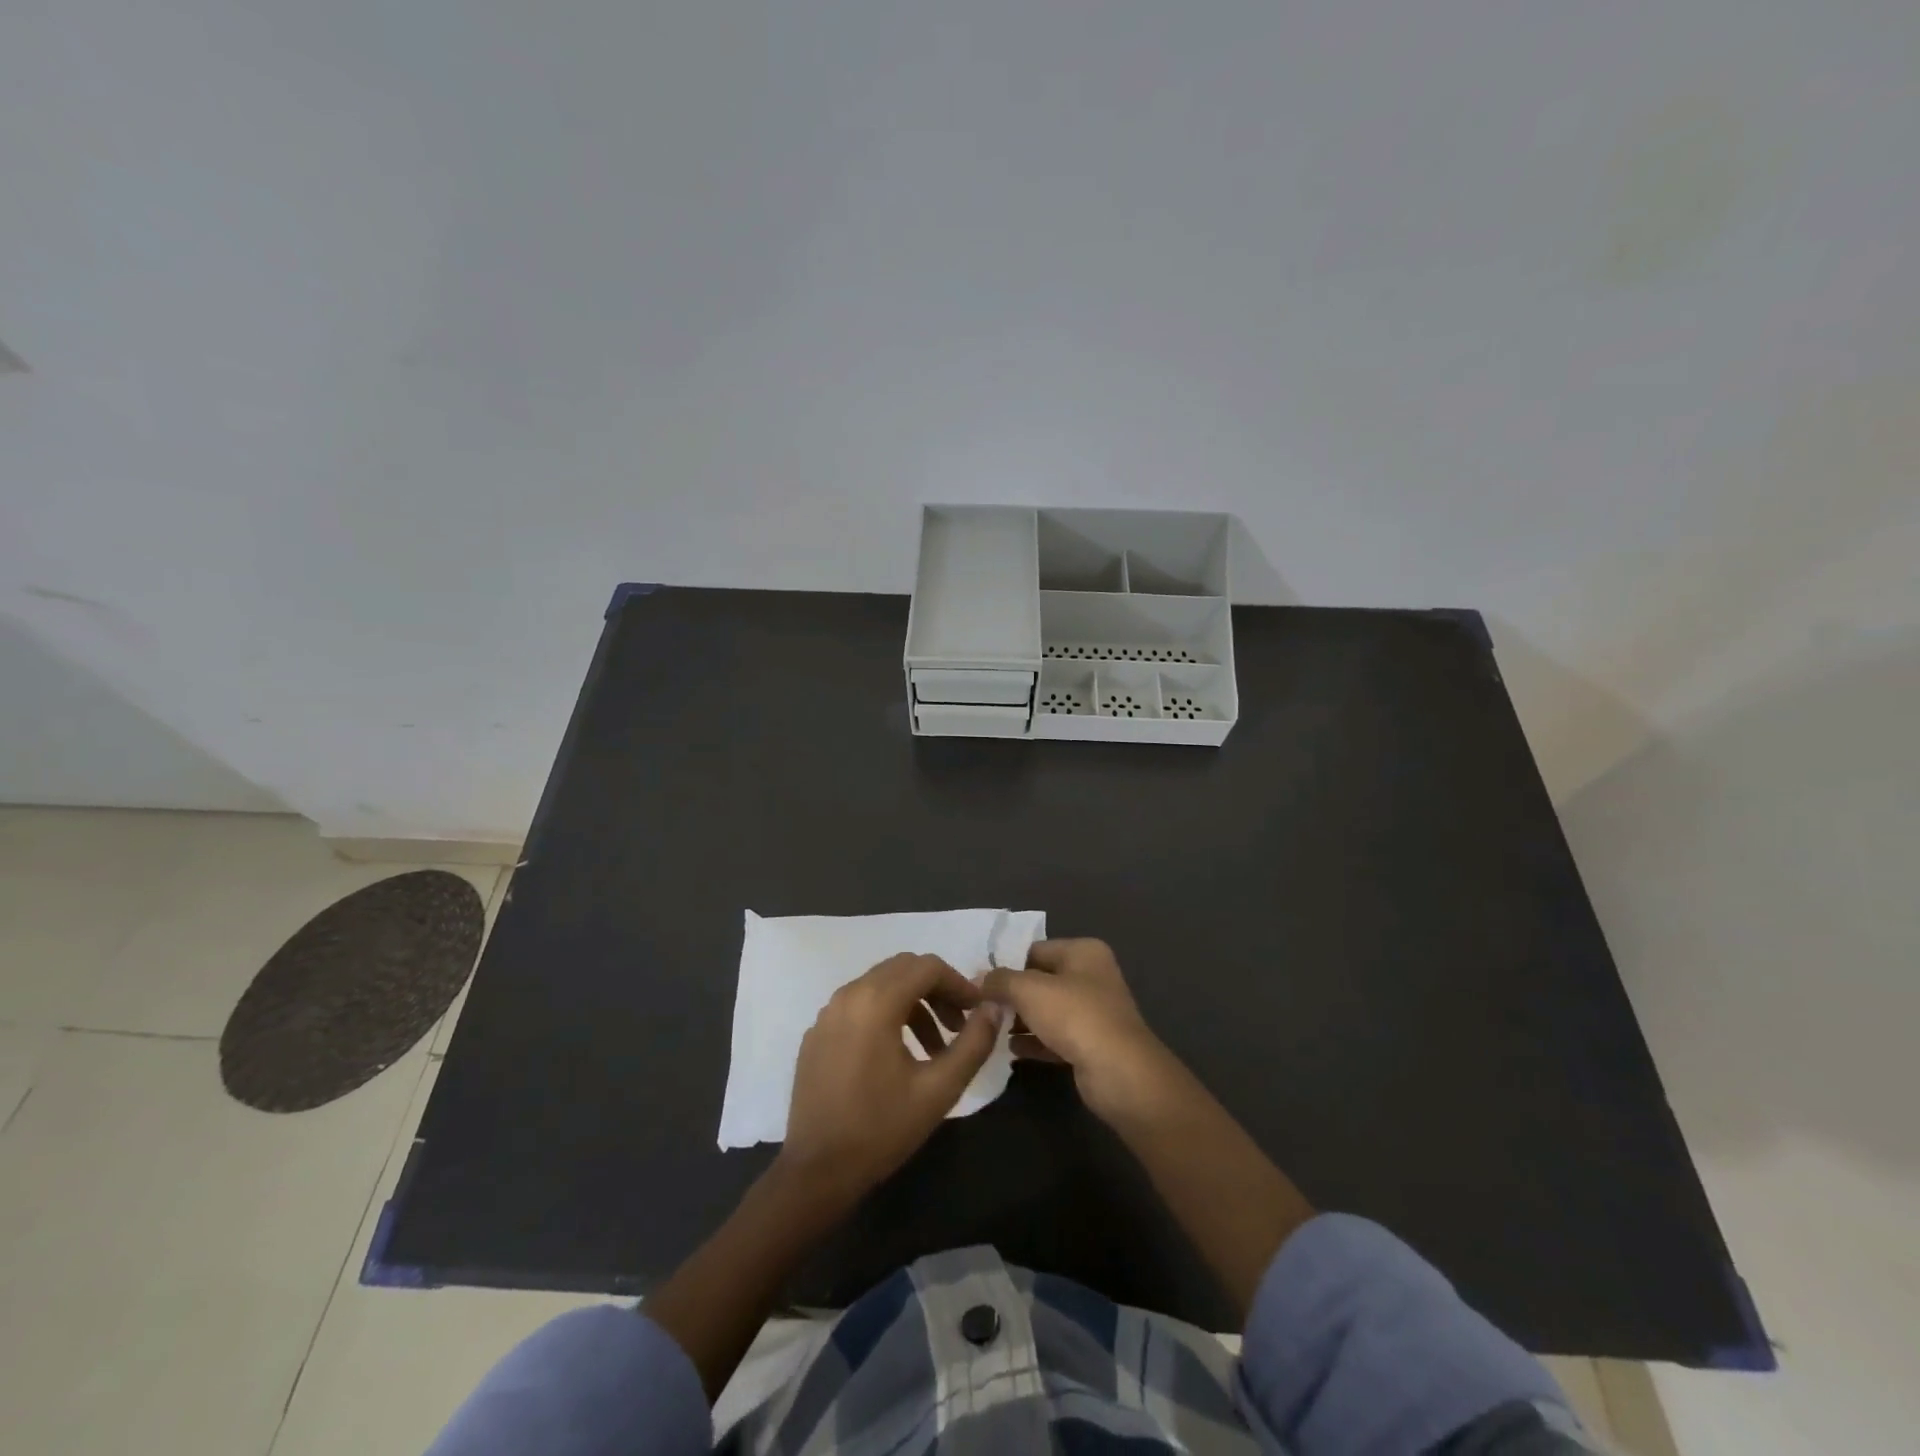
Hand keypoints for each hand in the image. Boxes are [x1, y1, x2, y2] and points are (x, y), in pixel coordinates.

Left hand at [777, 952, 1001, 1211]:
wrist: (816, 1172)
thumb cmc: (881, 1129)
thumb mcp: (939, 1089)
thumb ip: (973, 1043)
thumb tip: (994, 1008)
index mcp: (876, 1001)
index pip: (927, 966)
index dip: (959, 983)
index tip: (977, 1011)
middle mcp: (848, 994)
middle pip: (903, 969)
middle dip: (937, 990)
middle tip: (958, 1025)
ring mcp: (827, 1013)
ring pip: (880, 985)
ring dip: (913, 1004)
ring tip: (935, 1048)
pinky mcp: (817, 1033)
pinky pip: (858, 1005)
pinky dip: (885, 1015)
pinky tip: (897, 1056)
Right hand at [982, 938, 1176, 1122]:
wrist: (1119, 1073)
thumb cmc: (1075, 1016)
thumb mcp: (1029, 990)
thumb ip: (1001, 980)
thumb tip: (979, 979)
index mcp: (1083, 952)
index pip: (1035, 950)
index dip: (1007, 964)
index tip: (978, 982)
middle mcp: (1092, 976)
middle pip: (1041, 980)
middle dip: (1012, 995)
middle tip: (980, 1008)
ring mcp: (1094, 1012)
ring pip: (1047, 1011)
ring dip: (1020, 1020)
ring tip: (990, 1029)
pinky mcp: (1091, 1045)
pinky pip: (1055, 1037)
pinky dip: (1034, 1042)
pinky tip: (1010, 1051)